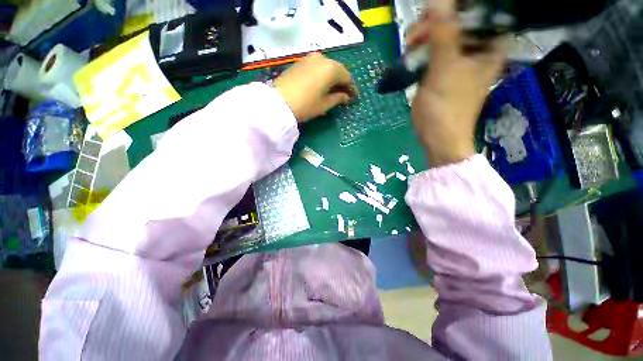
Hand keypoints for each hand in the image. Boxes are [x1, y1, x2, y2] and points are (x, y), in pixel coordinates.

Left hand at [273, 53, 357, 122]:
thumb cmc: (306, 105)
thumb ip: (338, 98)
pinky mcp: (301, 61)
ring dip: (333, 77)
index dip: (352, 88)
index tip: (355, 98)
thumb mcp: (324, 104)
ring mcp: (310, 58)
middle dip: (343, 82)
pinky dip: (323, 74)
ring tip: (334, 90)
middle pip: (338, 70)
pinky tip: (323, 84)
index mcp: (331, 69)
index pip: (347, 77)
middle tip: (346, 94)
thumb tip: (346, 97)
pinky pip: (318, 66)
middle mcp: (322, 58)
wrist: (279, 102)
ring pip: (328, 67)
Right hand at [409, 0, 505, 166]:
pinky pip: (434, 50)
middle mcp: (478, 47)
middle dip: (434, 23)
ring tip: (409, 47)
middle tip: (414, 36)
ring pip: (443, 34)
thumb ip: (443, 32)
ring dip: (424, 37)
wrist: (438, 137)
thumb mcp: (445, 68)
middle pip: (458, 19)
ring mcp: (460, 58)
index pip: (480, 10)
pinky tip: (411, 55)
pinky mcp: (444, 69)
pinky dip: (422, 50)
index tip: (433, 14)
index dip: (457, 7)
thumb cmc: (446, 107)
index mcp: (490, 43)